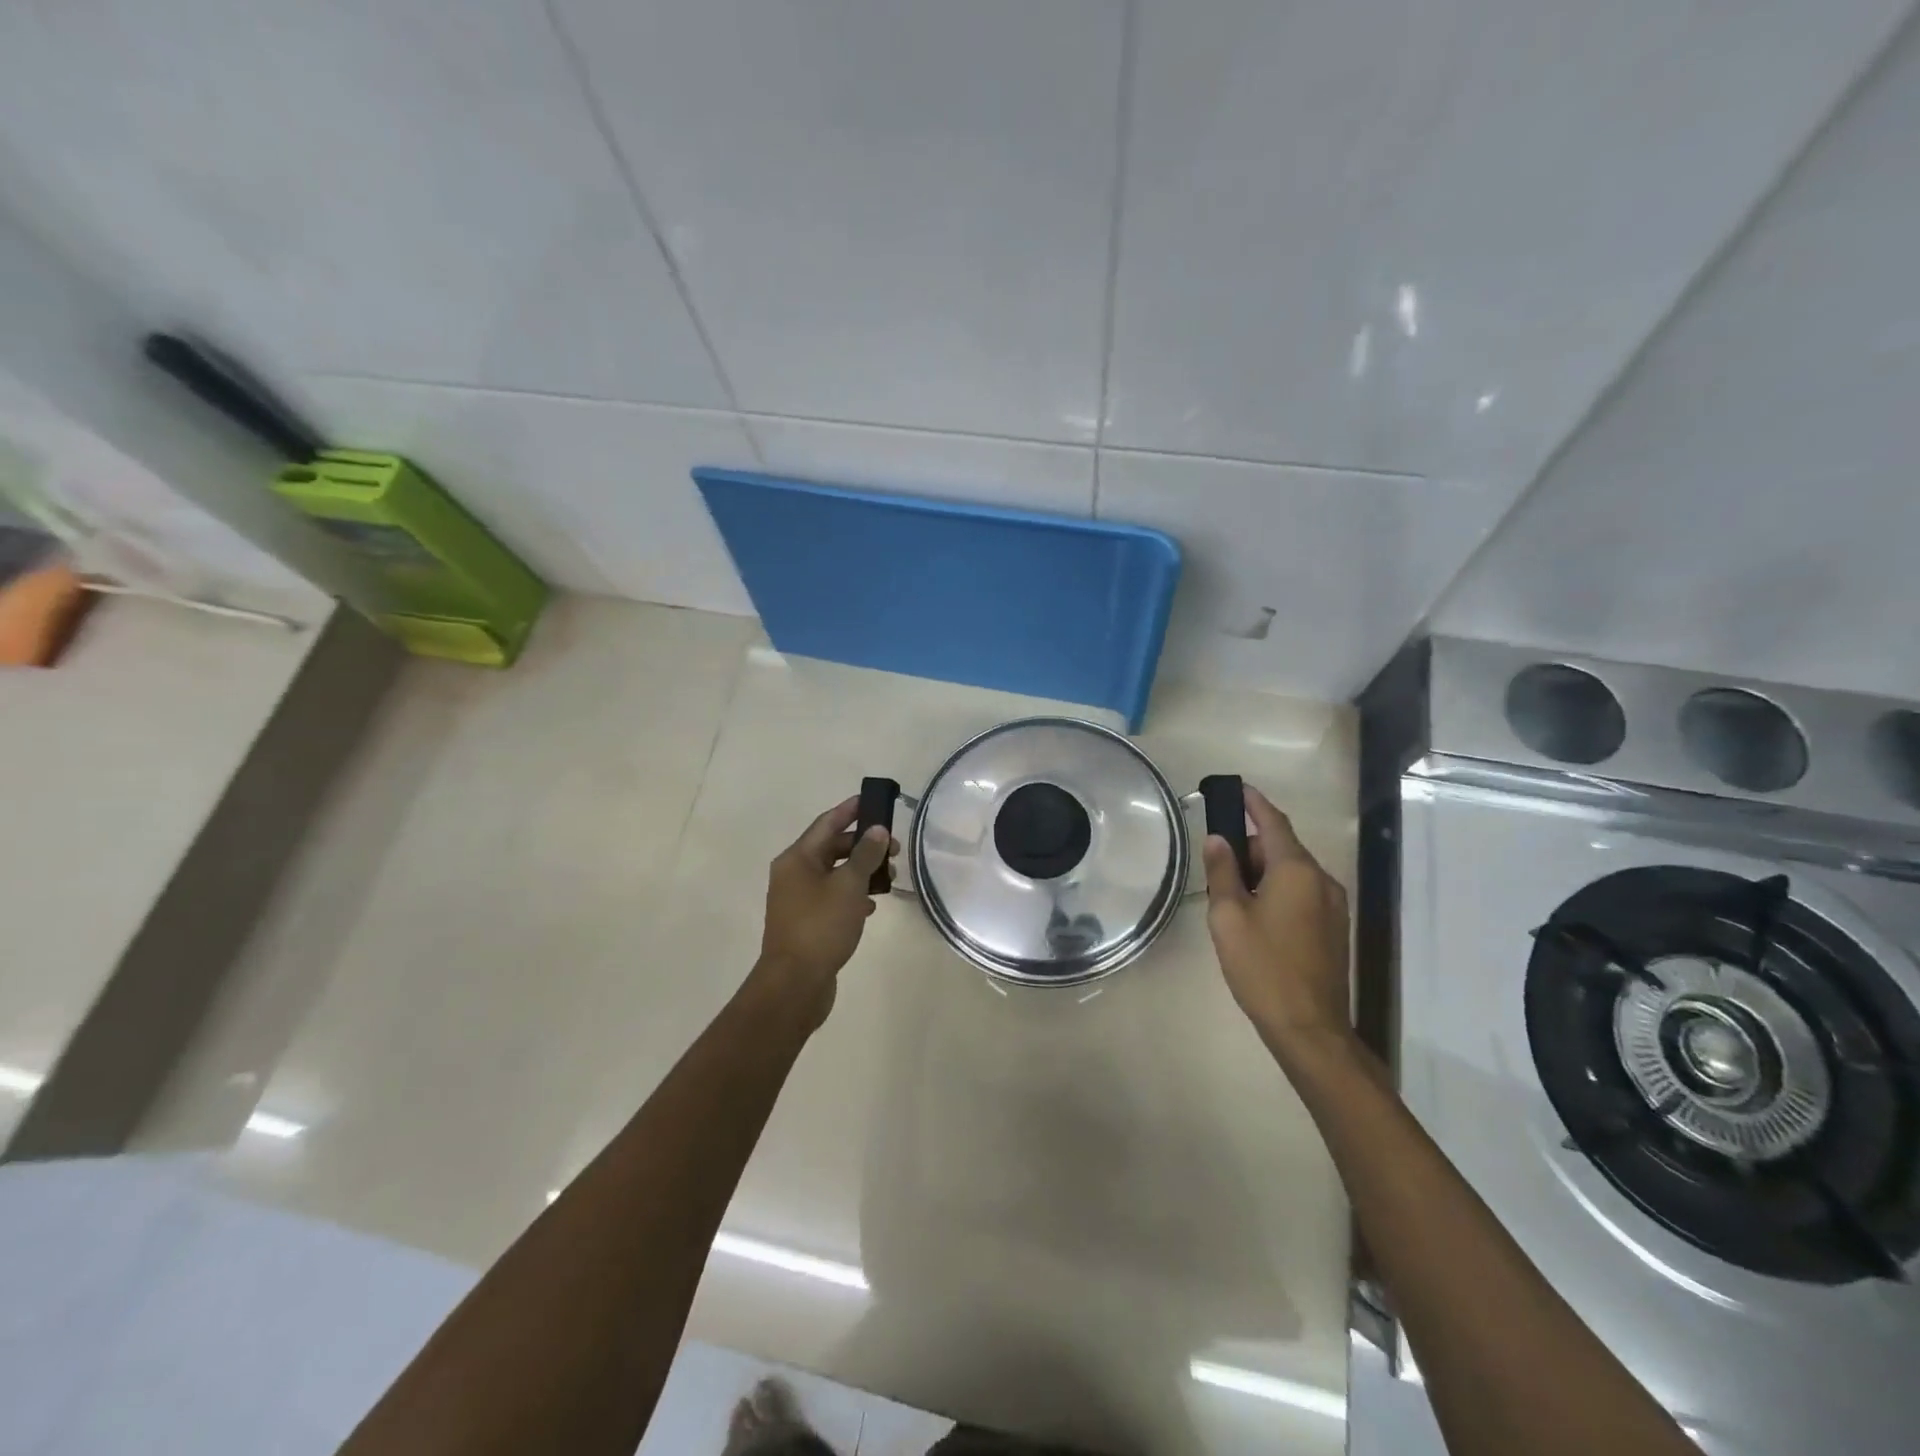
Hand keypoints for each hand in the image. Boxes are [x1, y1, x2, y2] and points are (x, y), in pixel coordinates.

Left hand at [752, 796, 895, 1027]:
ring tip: (889, 876)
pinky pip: (832, 898)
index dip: (850, 810)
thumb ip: (865, 855)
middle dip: (863, 844)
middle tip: (894, 847)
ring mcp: (797, 900)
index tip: (873, 800)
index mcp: (797, 859)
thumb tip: (877, 830)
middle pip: (831, 848)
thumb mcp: (848, 886)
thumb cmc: (820, 927)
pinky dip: (852, 895)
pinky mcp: (806, 923)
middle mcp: (793, 874)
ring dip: (861, 871)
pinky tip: (871, 906)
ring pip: (834, 874)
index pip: (827, 823)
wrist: (795, 984)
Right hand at [1202, 783, 1350, 1047]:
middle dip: (1250, 848)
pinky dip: (1277, 891)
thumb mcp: (1228, 916)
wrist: (1309, 1028)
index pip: (1274, 822)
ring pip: (1292, 873)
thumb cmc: (1262, 967)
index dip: (1254, 803)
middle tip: (1217, 866)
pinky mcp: (1334, 928)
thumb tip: (1218, 839)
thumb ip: (1222, 871)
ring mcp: (1333, 905)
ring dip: (1262, 873)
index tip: (1236, 788)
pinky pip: (1302, 893)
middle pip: (1282, 848)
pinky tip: (1255, 917)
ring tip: (1231, 898)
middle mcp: (1322, 880)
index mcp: (1296, 871)